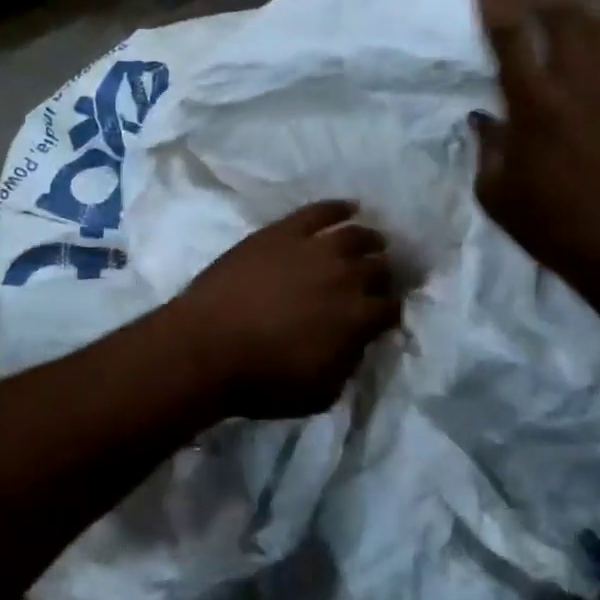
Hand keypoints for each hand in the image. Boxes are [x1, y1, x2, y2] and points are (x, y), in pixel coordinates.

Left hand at [167, 201, 399, 418]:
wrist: (207, 347)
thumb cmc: (262, 380)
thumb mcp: (321, 392)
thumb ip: (349, 364)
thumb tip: (357, 342)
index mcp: (357, 318)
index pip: (391, 307)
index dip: (392, 310)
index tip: (386, 313)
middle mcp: (345, 276)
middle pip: (379, 267)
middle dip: (385, 274)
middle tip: (379, 277)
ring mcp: (314, 248)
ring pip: (356, 235)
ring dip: (370, 240)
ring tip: (372, 241)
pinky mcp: (283, 231)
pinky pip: (320, 211)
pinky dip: (338, 207)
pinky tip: (348, 208)